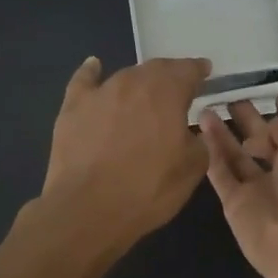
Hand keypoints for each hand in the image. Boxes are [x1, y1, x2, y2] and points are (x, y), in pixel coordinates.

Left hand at [36, 56, 211, 254]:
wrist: (88, 209)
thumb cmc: (148, 189)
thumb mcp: (192, 169)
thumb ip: (199, 141)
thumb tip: (192, 131)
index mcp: (167, 92)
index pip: (188, 70)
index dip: (198, 70)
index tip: (205, 73)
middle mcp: (133, 82)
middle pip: (156, 69)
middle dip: (170, 76)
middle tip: (178, 89)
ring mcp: (100, 92)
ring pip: (126, 77)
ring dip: (139, 82)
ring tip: (146, 93)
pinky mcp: (73, 107)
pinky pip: (85, 80)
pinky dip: (92, 73)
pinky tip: (94, 67)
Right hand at [201, 96, 277, 277]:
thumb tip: (265, 126)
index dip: (277, 105)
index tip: (255, 83)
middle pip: (261, 138)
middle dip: (245, 117)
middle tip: (222, 93)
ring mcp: (259, 188)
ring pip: (236, 154)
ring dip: (222, 132)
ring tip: (203, 105)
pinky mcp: (235, 203)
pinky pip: (220, 173)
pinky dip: (209, 153)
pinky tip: (196, 128)